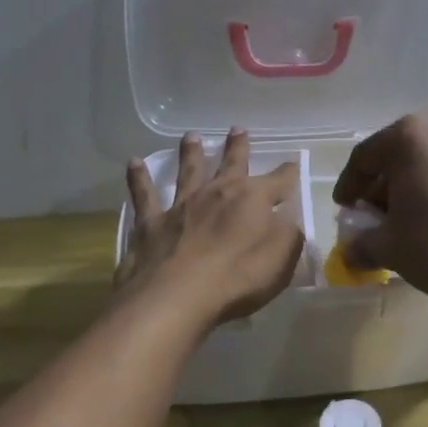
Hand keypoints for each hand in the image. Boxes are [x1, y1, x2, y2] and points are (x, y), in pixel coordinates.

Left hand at [118, 129, 303, 328]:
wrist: (176, 297)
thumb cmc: (237, 279)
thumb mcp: (281, 261)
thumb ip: (289, 236)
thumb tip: (290, 220)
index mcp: (253, 199)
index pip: (279, 181)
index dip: (288, 173)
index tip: (293, 164)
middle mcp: (218, 193)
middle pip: (232, 164)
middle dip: (238, 147)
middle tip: (238, 129)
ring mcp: (182, 205)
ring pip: (188, 171)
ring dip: (191, 153)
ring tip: (191, 136)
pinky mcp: (152, 223)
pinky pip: (144, 195)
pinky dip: (138, 178)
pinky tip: (133, 163)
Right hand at [331, 115, 427, 302]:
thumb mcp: (390, 248)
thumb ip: (361, 243)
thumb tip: (350, 251)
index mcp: (410, 135)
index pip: (365, 157)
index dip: (349, 186)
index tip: (344, 211)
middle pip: (397, 155)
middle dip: (380, 188)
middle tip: (372, 220)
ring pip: (426, 162)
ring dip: (409, 189)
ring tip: (404, 224)